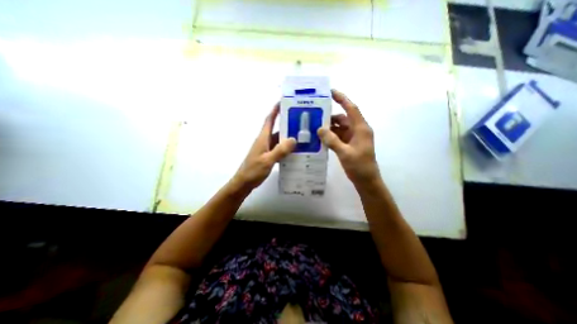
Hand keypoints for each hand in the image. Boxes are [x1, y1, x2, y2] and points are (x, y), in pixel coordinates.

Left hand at [233, 102, 296, 189]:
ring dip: (288, 137)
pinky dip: (286, 148)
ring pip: (279, 140)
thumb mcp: (267, 160)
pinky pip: (279, 149)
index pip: (269, 120)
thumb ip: (280, 150)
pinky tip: (296, 151)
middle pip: (277, 129)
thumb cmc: (253, 170)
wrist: (244, 183)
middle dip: (287, 123)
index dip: (275, 110)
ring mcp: (266, 149)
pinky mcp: (268, 156)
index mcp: (263, 138)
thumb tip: (293, 139)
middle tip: (302, 121)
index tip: (284, 101)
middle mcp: (265, 141)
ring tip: (303, 136)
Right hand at [318, 90, 381, 185]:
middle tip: (315, 115)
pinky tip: (320, 138)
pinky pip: (338, 136)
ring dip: (329, 127)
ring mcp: (353, 137)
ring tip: (314, 127)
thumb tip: (319, 129)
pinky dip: (330, 136)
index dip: (342, 99)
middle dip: (329, 116)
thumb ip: (332, 140)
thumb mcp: (345, 153)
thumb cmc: (359, 166)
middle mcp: (357, 130)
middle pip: (343, 118)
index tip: (330, 92)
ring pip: (339, 127)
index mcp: (361, 128)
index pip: (351, 108)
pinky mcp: (348, 144)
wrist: (366, 180)